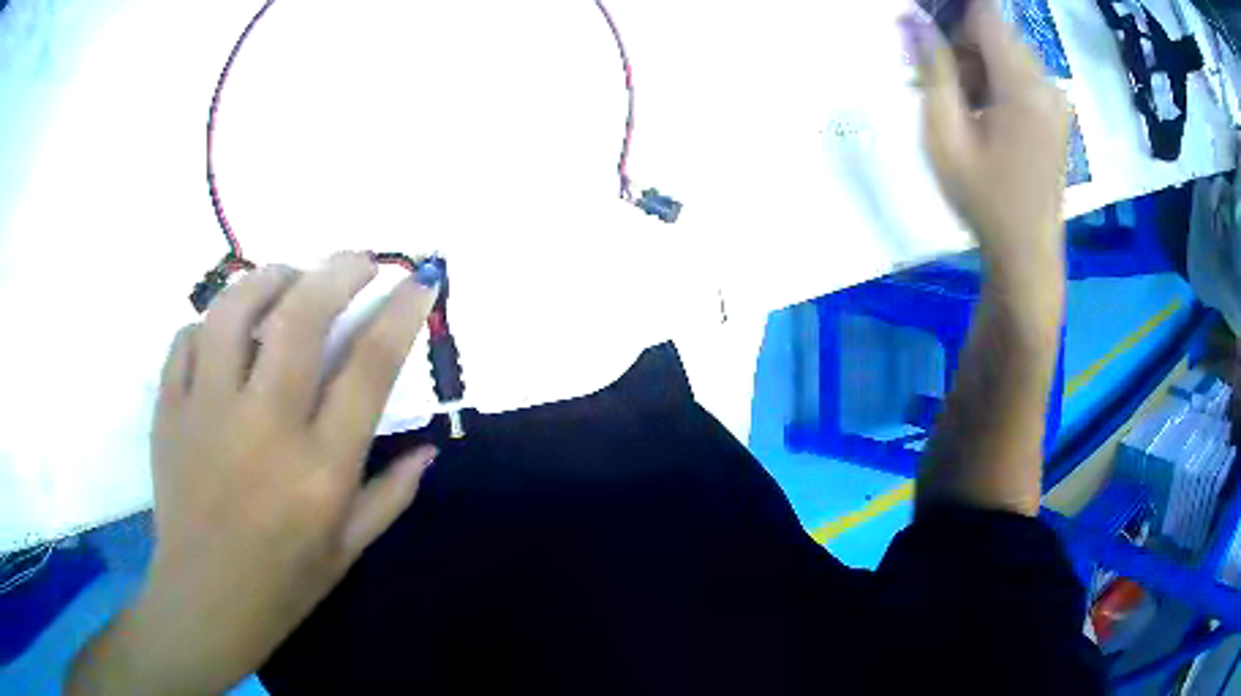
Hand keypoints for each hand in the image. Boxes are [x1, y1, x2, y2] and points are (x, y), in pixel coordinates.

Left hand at [69, 253, 437, 694]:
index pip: (368, 369)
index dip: (400, 314)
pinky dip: (210, 322)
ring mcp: (207, 413)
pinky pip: (186, 338)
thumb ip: (392, 494)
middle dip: (338, 270)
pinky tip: (224, 334)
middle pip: (301, 317)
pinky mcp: (169, 411)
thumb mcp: (349, 550)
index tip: (418, 281)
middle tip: (357, 260)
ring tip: (287, 277)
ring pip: (234, 310)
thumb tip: (430, 448)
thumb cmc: (283, 584)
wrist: (204, 601)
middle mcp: (263, 428)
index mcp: (319, 469)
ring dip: (269, 277)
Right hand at [910, 1, 1068, 272]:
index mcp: (1022, 87)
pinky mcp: (1058, 114)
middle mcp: (1046, 84)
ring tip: (963, 107)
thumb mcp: (944, 136)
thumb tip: (912, 18)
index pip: (985, 15)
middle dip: (963, 45)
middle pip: (997, 32)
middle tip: (940, 84)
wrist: (1027, 253)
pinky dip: (998, 81)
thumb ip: (932, 71)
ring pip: (1009, 53)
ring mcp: (1056, 100)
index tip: (930, 39)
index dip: (952, 16)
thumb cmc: (983, 200)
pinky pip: (1023, 75)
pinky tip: (986, 116)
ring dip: (980, 65)